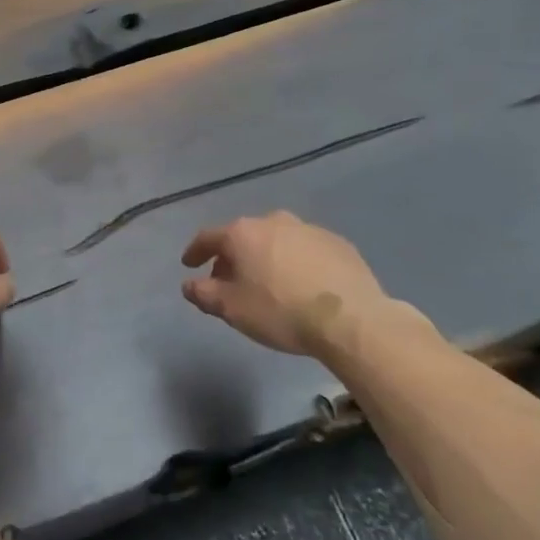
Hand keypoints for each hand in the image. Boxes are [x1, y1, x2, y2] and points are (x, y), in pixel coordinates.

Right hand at [181, 211, 394, 355]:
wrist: (350, 318)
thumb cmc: (280, 311)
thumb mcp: (232, 309)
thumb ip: (204, 293)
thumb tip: (189, 284)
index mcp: (242, 233)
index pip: (208, 237)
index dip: (195, 251)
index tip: (189, 264)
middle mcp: (273, 221)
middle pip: (243, 237)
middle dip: (233, 257)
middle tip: (230, 281)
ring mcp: (308, 229)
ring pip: (276, 240)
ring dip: (267, 257)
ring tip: (268, 283)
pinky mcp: (338, 243)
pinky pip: (306, 250)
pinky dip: (297, 262)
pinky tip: (302, 285)